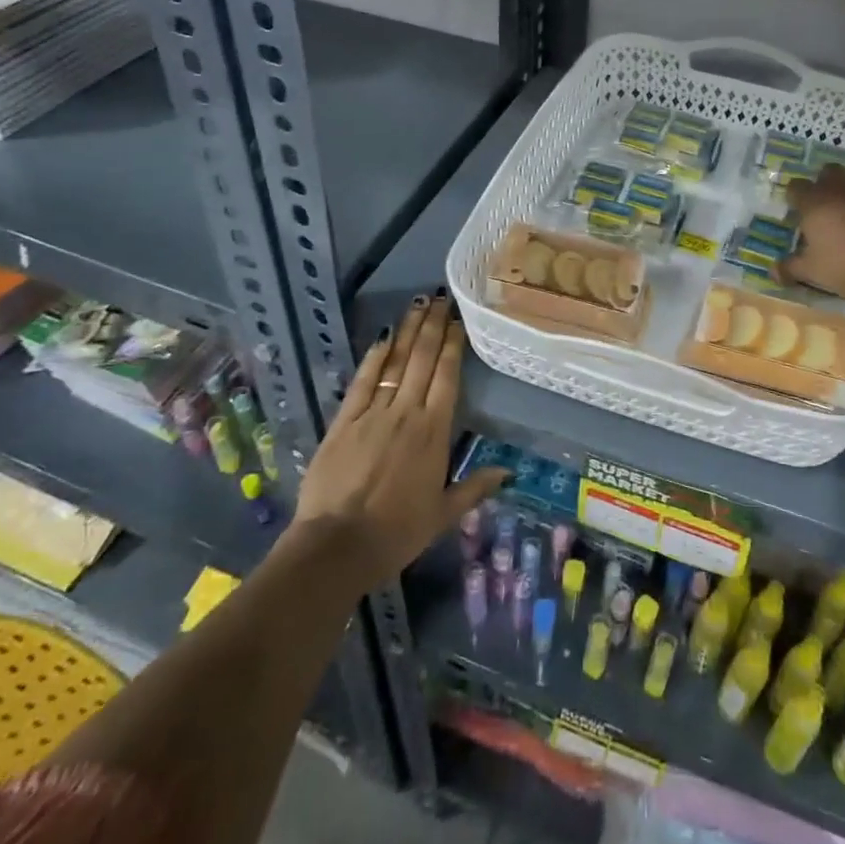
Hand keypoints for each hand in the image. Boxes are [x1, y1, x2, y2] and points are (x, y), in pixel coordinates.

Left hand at [290, 294, 507, 588]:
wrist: (336, 546)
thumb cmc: (396, 533)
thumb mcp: (442, 514)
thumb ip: (474, 488)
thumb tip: (508, 472)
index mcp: (434, 431)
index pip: (447, 376)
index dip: (453, 344)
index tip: (458, 319)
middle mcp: (407, 412)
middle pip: (423, 359)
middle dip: (433, 325)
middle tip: (441, 297)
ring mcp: (374, 412)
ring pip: (396, 362)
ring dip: (409, 331)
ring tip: (418, 303)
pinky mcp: (345, 420)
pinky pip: (363, 380)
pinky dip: (374, 357)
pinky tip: (384, 336)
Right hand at [783, 165, 844, 302]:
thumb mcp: (812, 271)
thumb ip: (791, 269)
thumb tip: (773, 272)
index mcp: (815, 203)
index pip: (796, 187)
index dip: (793, 195)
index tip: (793, 208)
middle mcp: (840, 193)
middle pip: (829, 171)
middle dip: (823, 181)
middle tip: (820, 202)